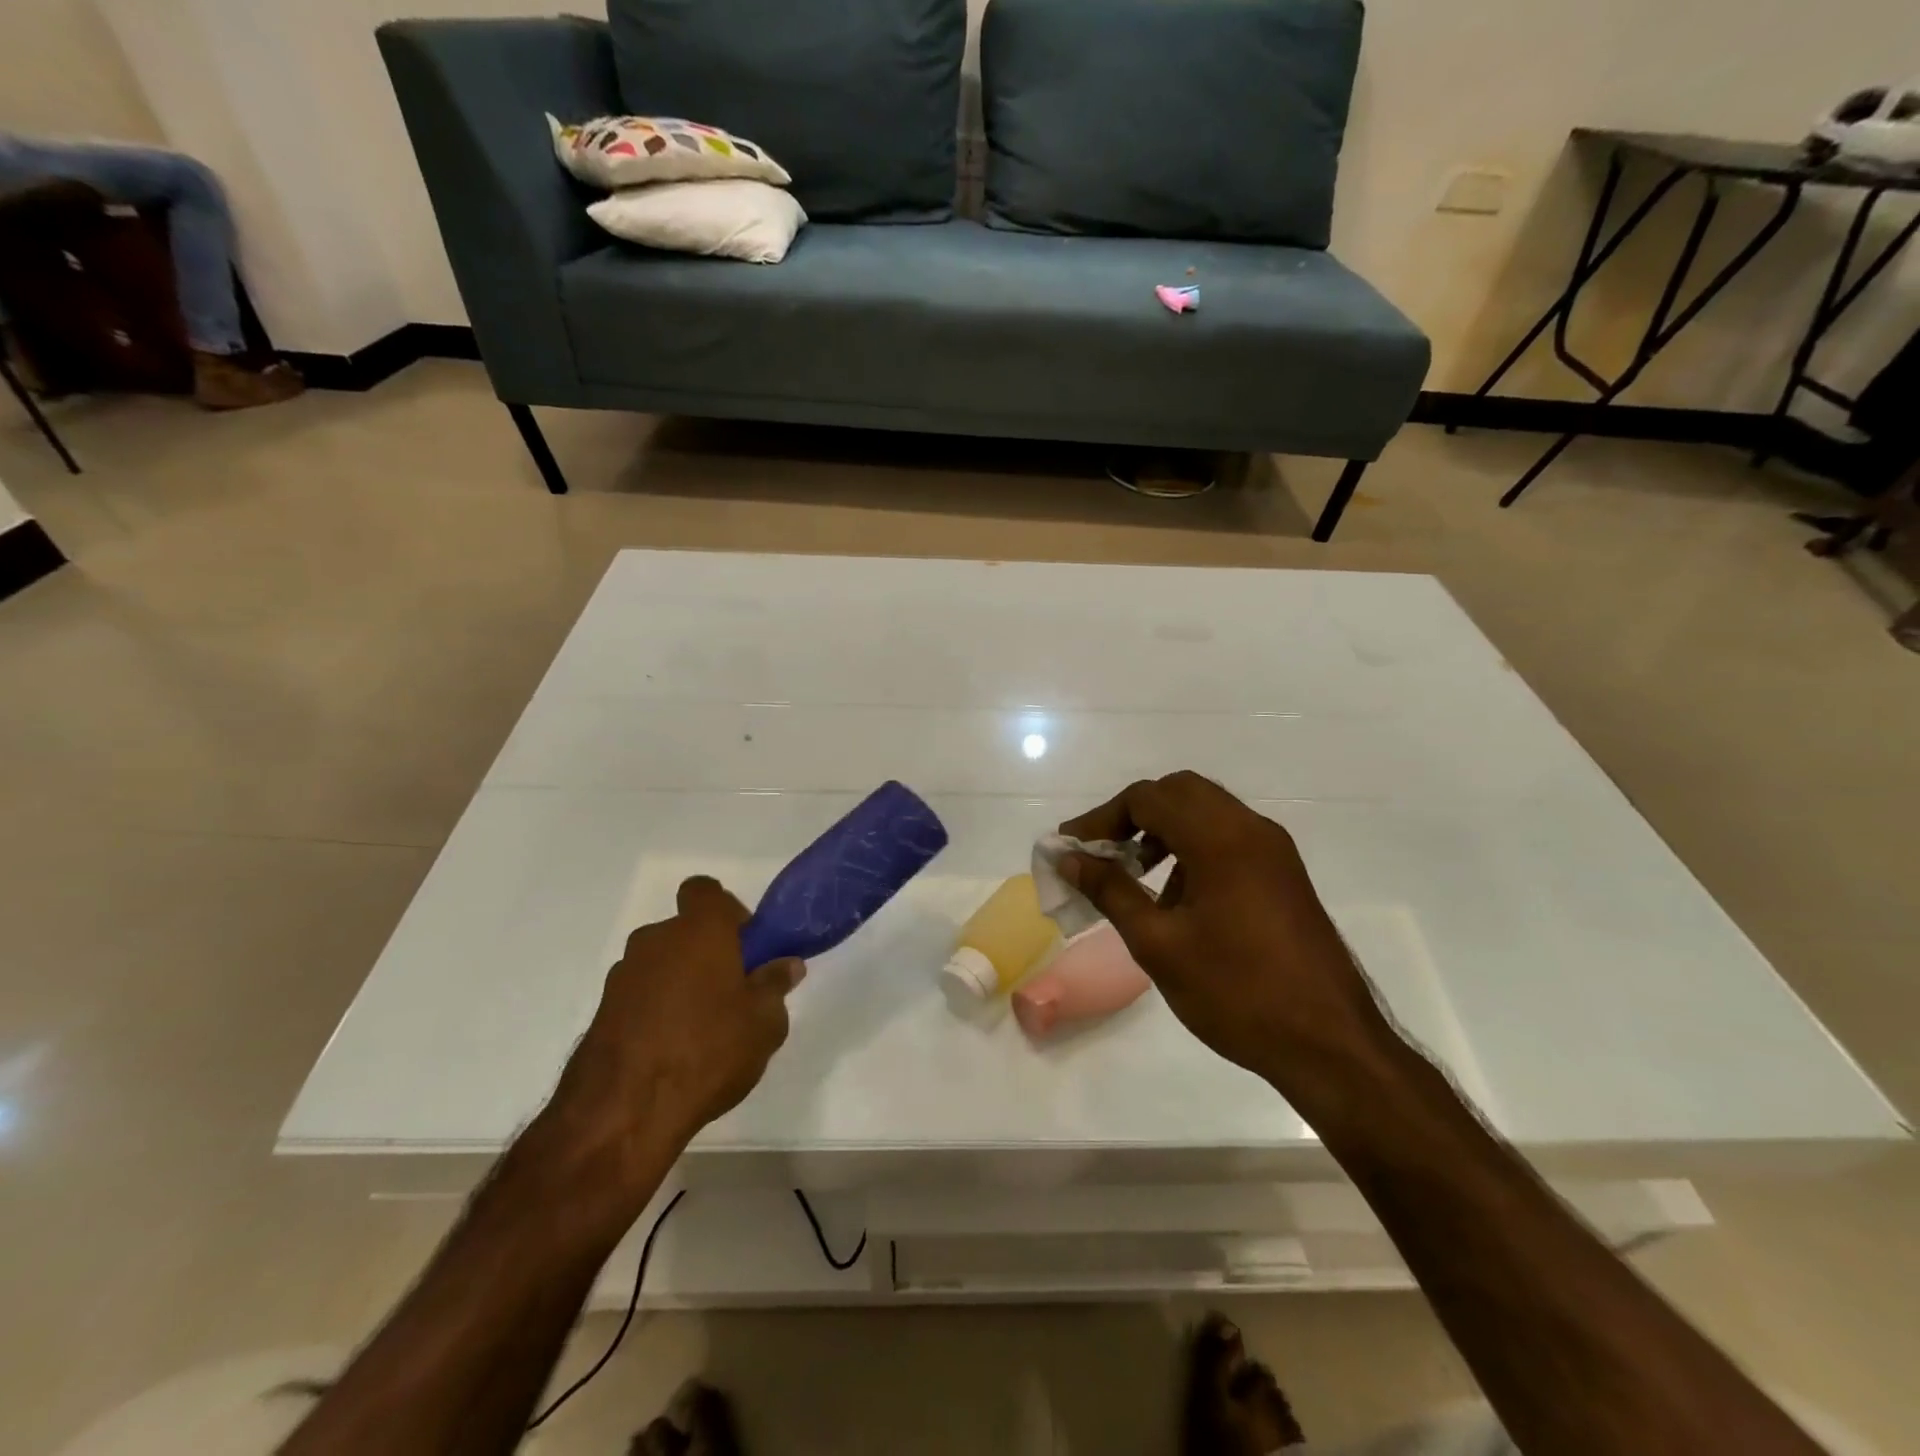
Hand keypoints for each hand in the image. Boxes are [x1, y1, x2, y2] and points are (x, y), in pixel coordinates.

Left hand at [554, 876, 802, 1157]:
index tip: (745, 946)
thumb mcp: (764, 1023)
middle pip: (685, 931)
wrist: (623, 1112)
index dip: (727, 911)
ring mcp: (623, 975)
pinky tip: (672, 1050)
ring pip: (661, 964)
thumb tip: (786, 964)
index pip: (706, 891)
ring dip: (680, 983)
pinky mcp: (602, 1011)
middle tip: (732, 993)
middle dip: (707, 953)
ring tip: (702, 1030)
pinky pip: (640, 995)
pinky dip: (656, 1010)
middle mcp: (656, 940)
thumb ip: (775, 985)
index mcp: (699, 930)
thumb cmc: (708, 1051)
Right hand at [1059, 772, 1386, 1093]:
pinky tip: (1176, 898)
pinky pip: (1228, 838)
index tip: (1071, 848)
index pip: (1147, 798)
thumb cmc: (1236, 993)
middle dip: (1132, 816)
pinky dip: (1192, 847)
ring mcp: (1273, 851)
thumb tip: (1070, 859)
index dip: (1101, 818)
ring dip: (1163, 830)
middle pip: (1179, 792)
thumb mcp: (1158, 944)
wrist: (1330, 1044)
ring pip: (1206, 812)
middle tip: (1101, 853)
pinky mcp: (1284, 874)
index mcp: (1221, 839)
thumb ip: (1110, 891)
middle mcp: (1251, 829)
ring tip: (1134, 876)